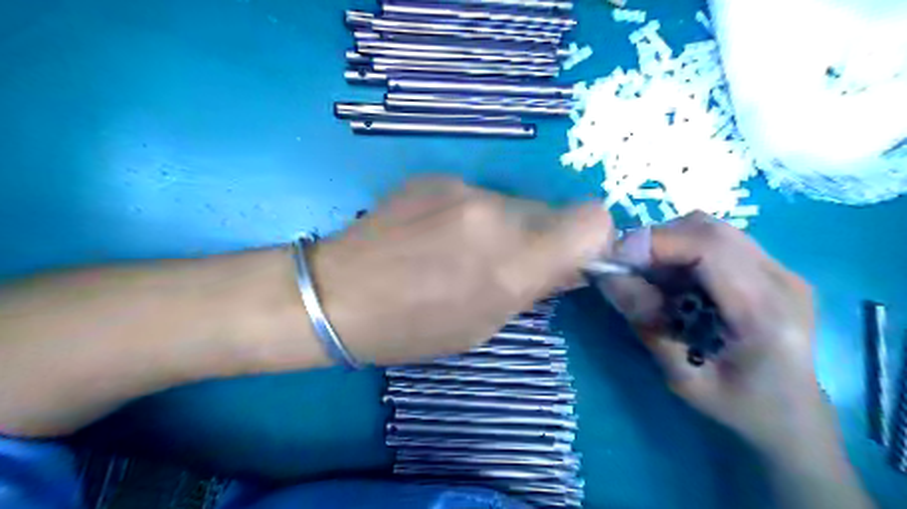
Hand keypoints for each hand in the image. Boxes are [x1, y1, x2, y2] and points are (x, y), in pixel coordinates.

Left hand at [312, 178, 617, 364]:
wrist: (337, 294)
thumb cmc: (411, 329)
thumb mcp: (483, 326)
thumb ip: (533, 287)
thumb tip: (569, 265)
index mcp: (512, 259)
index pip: (592, 219)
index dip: (592, 237)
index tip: (571, 258)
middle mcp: (494, 212)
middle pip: (550, 210)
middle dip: (541, 237)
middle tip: (507, 264)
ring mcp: (461, 187)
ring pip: (512, 203)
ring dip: (504, 227)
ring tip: (462, 252)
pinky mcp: (434, 176)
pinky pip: (476, 195)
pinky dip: (471, 215)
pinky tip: (434, 236)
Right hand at [601, 211, 827, 448]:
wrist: (795, 419)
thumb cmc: (740, 408)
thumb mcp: (683, 378)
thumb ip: (647, 323)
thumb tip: (608, 278)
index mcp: (765, 313)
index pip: (709, 248)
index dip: (655, 243)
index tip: (615, 260)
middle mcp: (782, 280)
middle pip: (710, 229)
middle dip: (657, 240)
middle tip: (627, 268)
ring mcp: (782, 271)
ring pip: (712, 228)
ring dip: (670, 243)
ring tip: (648, 275)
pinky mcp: (773, 269)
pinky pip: (719, 241)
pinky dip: (684, 250)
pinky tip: (673, 279)